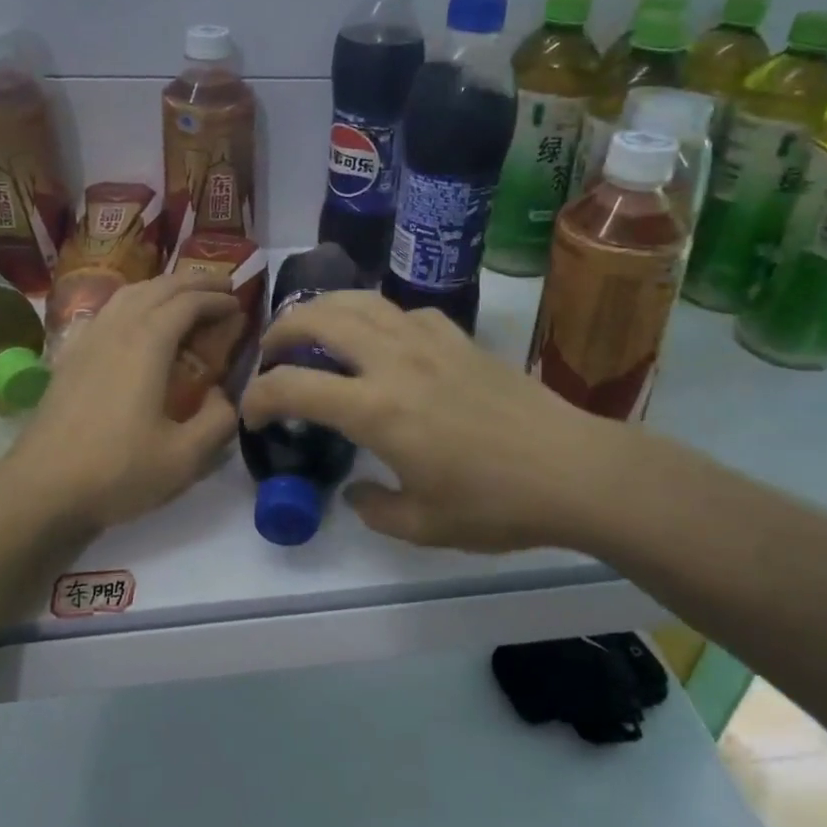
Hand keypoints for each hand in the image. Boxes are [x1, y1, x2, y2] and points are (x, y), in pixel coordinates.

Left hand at [1, 272, 238, 533]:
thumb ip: (218, 421)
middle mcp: (116, 330)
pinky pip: (105, 312)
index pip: (188, 303)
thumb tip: (225, 396)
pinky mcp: (69, 357)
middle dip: (193, 281)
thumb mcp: (184, 457)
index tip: (239, 302)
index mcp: (147, 344)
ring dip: (161, 287)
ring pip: (128, 294)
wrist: (41, 490)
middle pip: (158, 288)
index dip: (216, 298)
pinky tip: (133, 321)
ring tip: (184, 296)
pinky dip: (131, 303)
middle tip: (222, 285)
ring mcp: (87, 340)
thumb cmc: (117, 472)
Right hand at [240, 292, 624, 553]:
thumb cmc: (495, 505)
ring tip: (312, 328)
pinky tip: (383, 340)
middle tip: (271, 354)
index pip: (294, 386)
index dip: (260, 397)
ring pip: (361, 301)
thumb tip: (356, 492)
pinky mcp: (458, 337)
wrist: (572, 469)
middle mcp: (394, 362)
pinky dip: (378, 318)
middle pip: (319, 319)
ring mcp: (429, 341)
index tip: (253, 414)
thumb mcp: (424, 526)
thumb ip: (375, 509)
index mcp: (377, 410)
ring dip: (324, 309)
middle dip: (281, 330)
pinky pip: (404, 311)